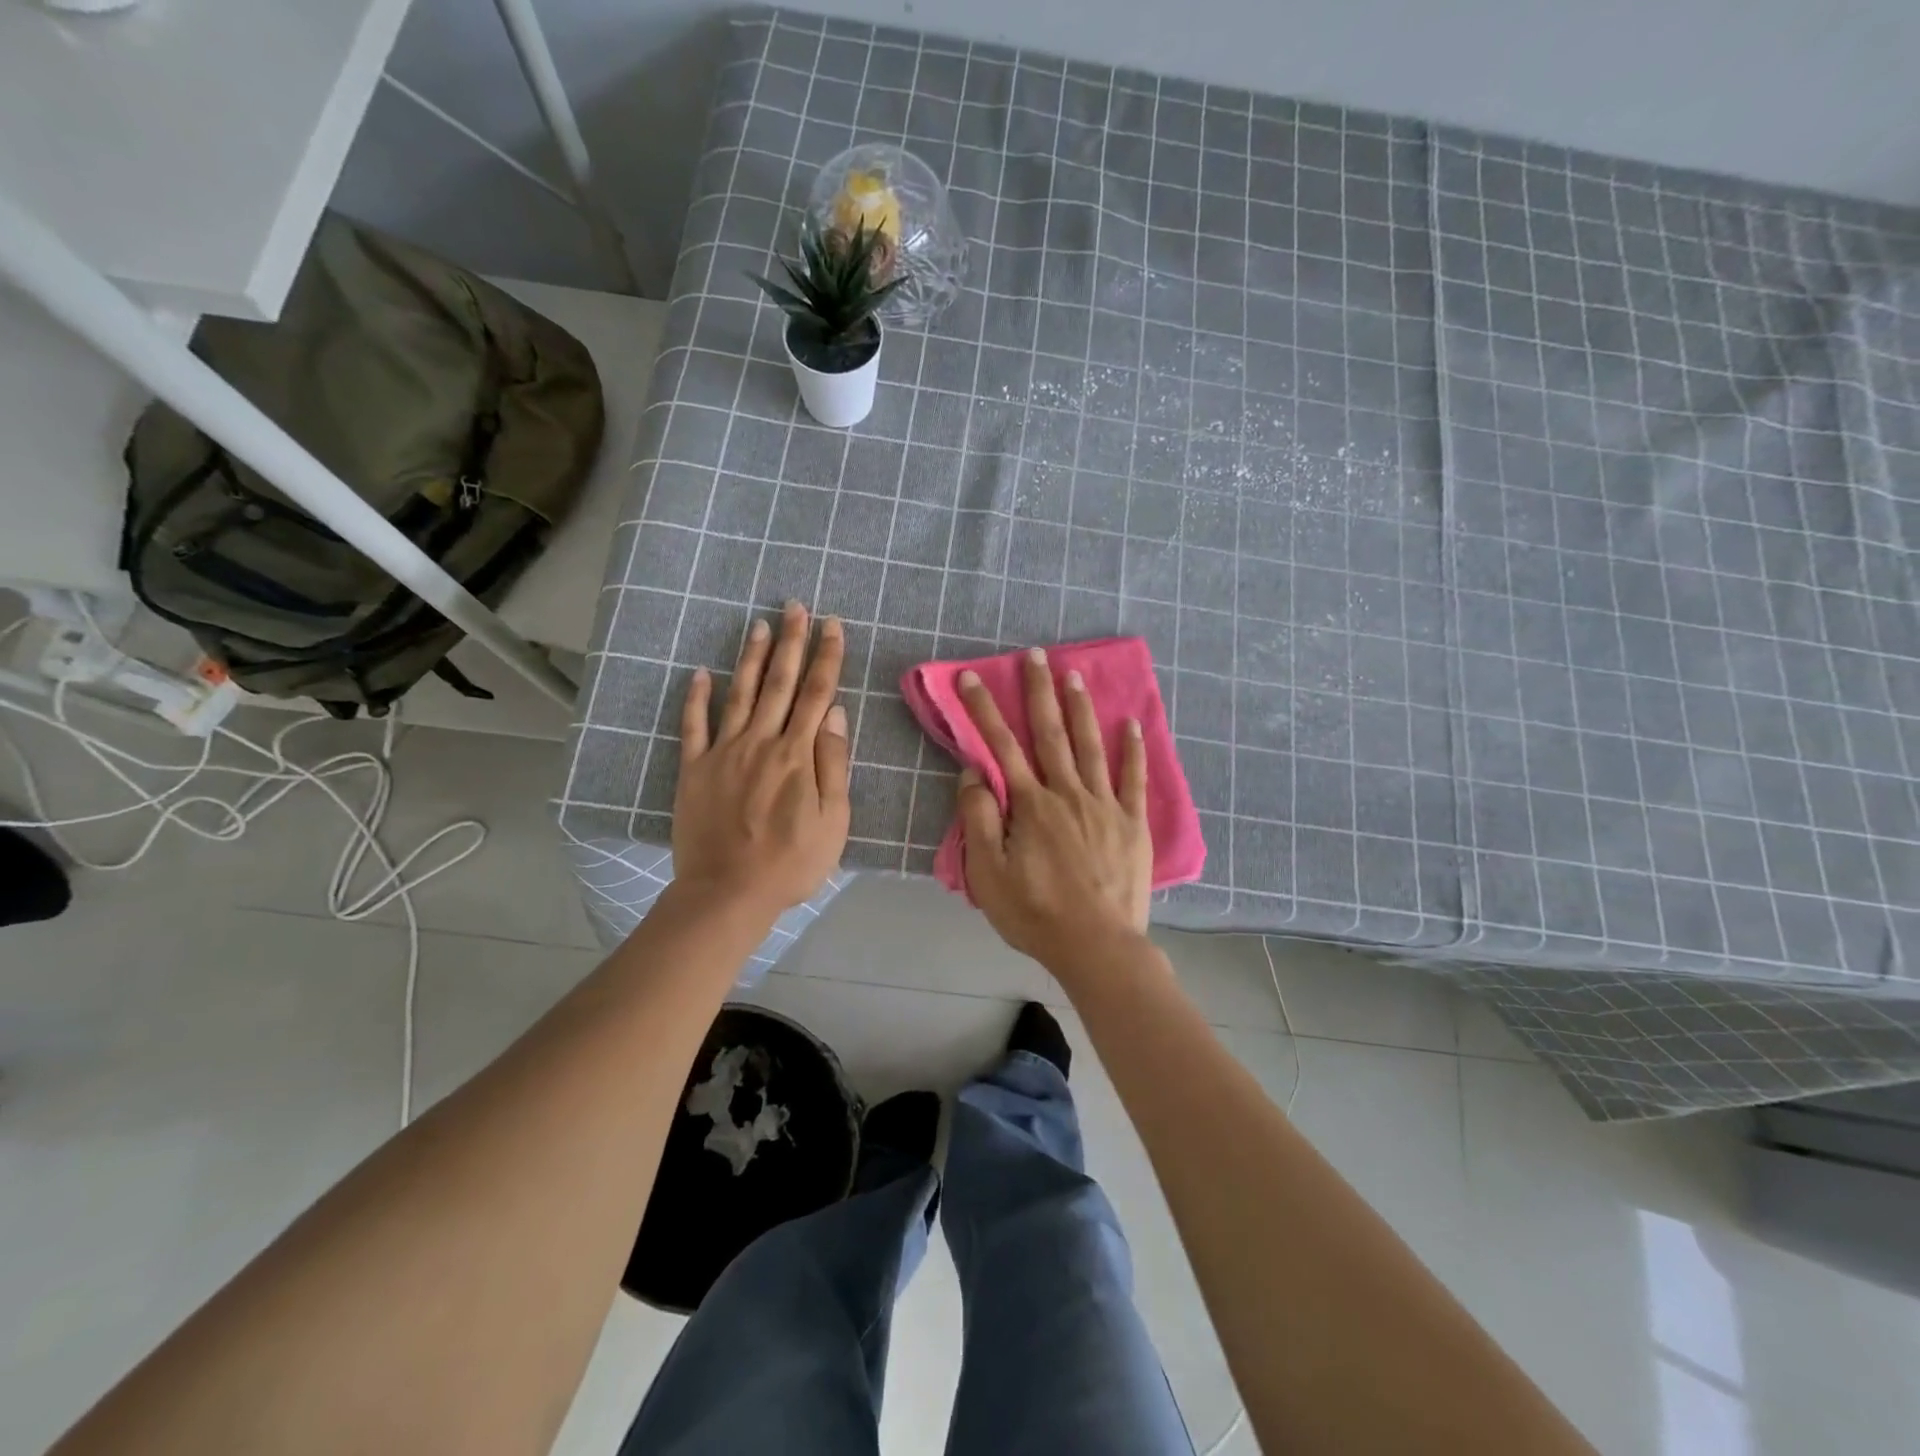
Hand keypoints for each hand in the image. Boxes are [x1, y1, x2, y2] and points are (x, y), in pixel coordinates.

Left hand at [672, 602, 850, 917]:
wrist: (728, 893)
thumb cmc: (791, 863)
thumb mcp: (833, 821)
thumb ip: (834, 764)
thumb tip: (835, 713)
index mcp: (797, 755)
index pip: (816, 693)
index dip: (826, 657)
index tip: (833, 625)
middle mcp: (761, 742)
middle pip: (779, 683)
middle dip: (791, 642)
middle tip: (795, 606)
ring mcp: (723, 753)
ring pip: (740, 694)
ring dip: (751, 657)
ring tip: (759, 624)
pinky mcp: (694, 769)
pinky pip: (693, 726)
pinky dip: (696, 697)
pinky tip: (700, 672)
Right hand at [955, 648, 1152, 969]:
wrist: (1097, 946)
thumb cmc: (1036, 913)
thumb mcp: (988, 874)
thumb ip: (979, 820)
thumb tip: (974, 774)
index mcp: (1030, 805)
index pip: (1001, 746)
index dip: (984, 710)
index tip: (971, 677)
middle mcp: (1067, 793)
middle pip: (1049, 733)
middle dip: (1039, 691)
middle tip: (1036, 654)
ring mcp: (1104, 805)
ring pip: (1091, 745)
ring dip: (1080, 707)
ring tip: (1074, 674)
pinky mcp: (1132, 822)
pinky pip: (1134, 778)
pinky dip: (1134, 749)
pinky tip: (1133, 722)